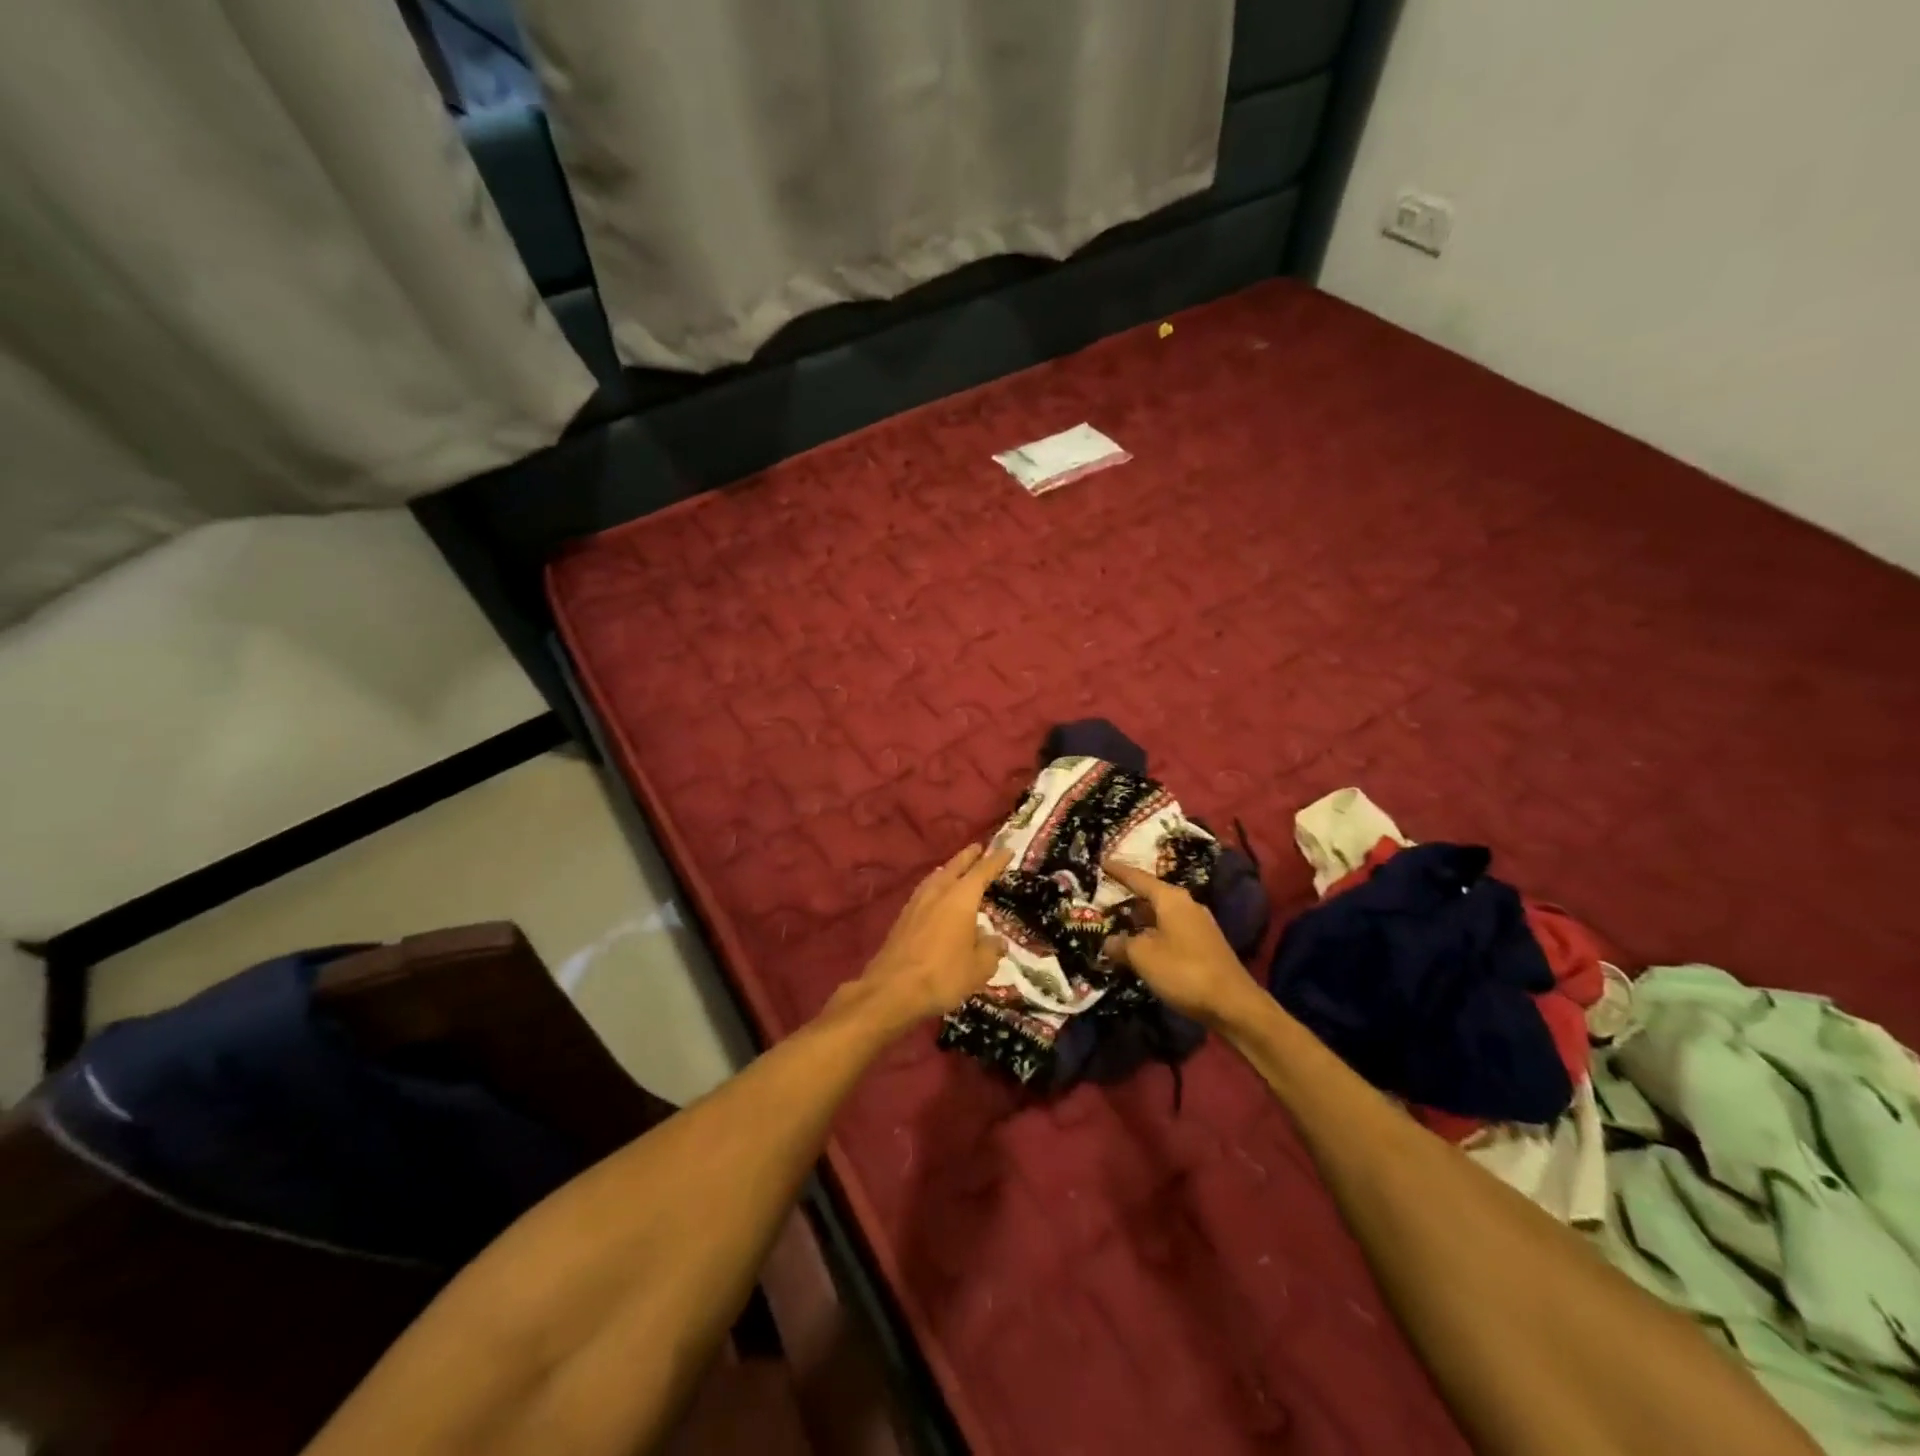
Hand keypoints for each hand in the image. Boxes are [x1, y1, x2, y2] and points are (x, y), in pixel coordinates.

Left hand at [853, 843, 1011, 1026]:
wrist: (892, 990)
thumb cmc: (943, 976)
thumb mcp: (979, 969)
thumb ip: (990, 951)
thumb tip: (996, 941)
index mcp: (961, 898)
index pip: (983, 871)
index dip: (996, 860)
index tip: (1006, 850)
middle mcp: (938, 893)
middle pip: (955, 867)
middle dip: (968, 856)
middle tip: (978, 847)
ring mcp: (916, 903)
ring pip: (936, 877)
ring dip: (948, 870)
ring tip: (956, 869)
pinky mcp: (902, 918)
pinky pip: (924, 892)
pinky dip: (935, 886)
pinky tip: (935, 895)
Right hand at [1103, 859, 1262, 1026]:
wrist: (1234, 1004)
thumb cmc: (1184, 971)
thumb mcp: (1143, 957)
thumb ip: (1121, 945)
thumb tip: (1109, 941)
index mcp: (1171, 899)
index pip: (1138, 878)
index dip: (1118, 871)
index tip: (1101, 861)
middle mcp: (1187, 905)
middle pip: (1152, 895)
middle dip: (1129, 896)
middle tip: (1105, 897)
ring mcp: (1199, 925)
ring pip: (1162, 914)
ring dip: (1141, 919)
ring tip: (1119, 924)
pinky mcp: (1205, 945)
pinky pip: (1171, 930)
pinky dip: (1153, 933)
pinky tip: (1142, 947)